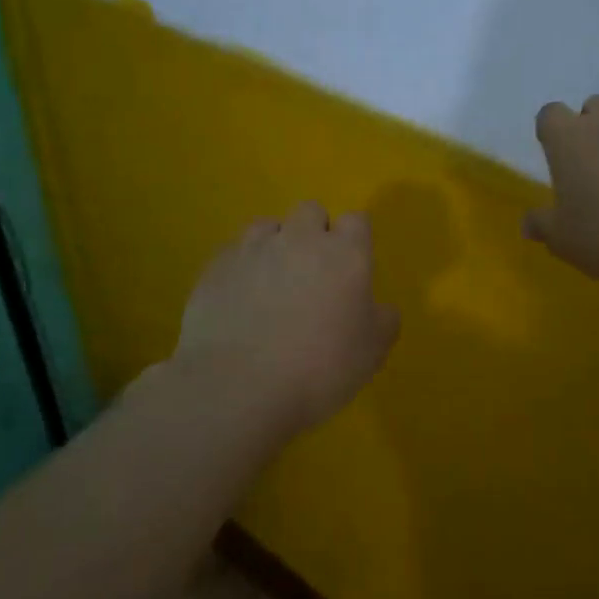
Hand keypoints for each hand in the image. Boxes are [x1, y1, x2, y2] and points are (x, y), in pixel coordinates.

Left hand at [175, 202, 399, 433]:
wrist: (239, 388)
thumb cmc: (320, 368)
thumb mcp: (373, 351)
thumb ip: (383, 319)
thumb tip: (379, 308)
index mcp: (346, 253)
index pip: (357, 220)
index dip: (355, 239)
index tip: (352, 266)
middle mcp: (300, 239)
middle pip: (311, 211)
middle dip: (314, 232)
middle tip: (313, 272)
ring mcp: (254, 249)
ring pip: (267, 226)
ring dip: (274, 244)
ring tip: (270, 281)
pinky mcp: (215, 268)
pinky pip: (232, 254)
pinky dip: (240, 268)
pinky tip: (238, 300)